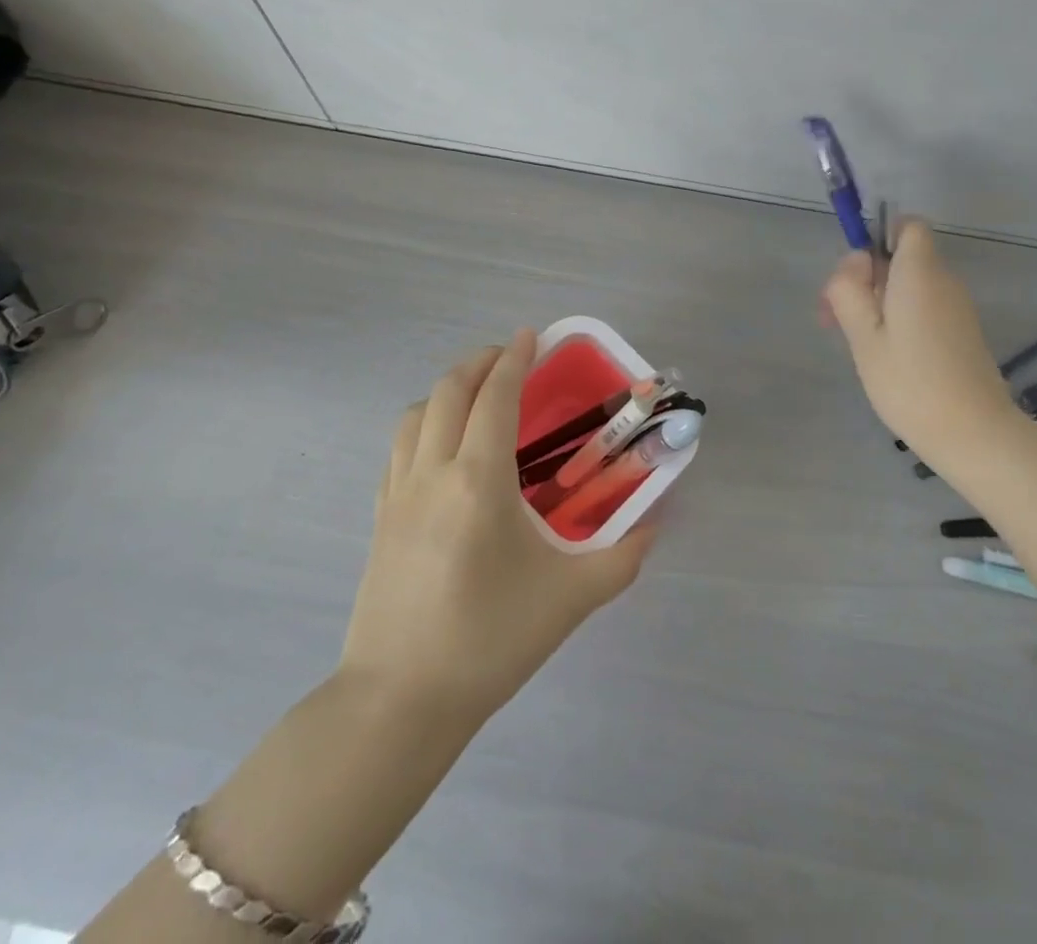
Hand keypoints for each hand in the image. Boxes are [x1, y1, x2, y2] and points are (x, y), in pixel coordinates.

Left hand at [339, 330, 656, 726]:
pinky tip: (441, 445)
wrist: (399, 701)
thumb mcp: (571, 599)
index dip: (515, 359)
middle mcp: (433, 472)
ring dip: (447, 389)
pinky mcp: (379, 517)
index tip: (531, 335)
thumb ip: (623, 557)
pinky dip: (423, 423)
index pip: (496, 397)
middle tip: (508, 357)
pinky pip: (398, 447)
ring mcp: (397, 493)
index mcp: (479, 480)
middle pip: (450, 391)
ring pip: (416, 413)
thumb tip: (656, 525)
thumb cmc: (489, 641)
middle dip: (480, 362)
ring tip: (476, 395)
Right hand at [823, 219, 1018, 456]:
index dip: (879, 237)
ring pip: (909, 286)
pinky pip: (923, 308)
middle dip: (865, 278)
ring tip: (856, 343)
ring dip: (878, 303)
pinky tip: (884, 356)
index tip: (855, 275)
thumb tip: (854, 265)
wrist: (974, 434)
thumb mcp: (863, 336)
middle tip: (836, 319)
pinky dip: (899, 320)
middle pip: (901, 258)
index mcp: (919, 272)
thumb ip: (849, 291)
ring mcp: (956, 308)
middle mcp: (943, 281)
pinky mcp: (961, 332)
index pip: (907, 225)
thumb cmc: (911, 382)